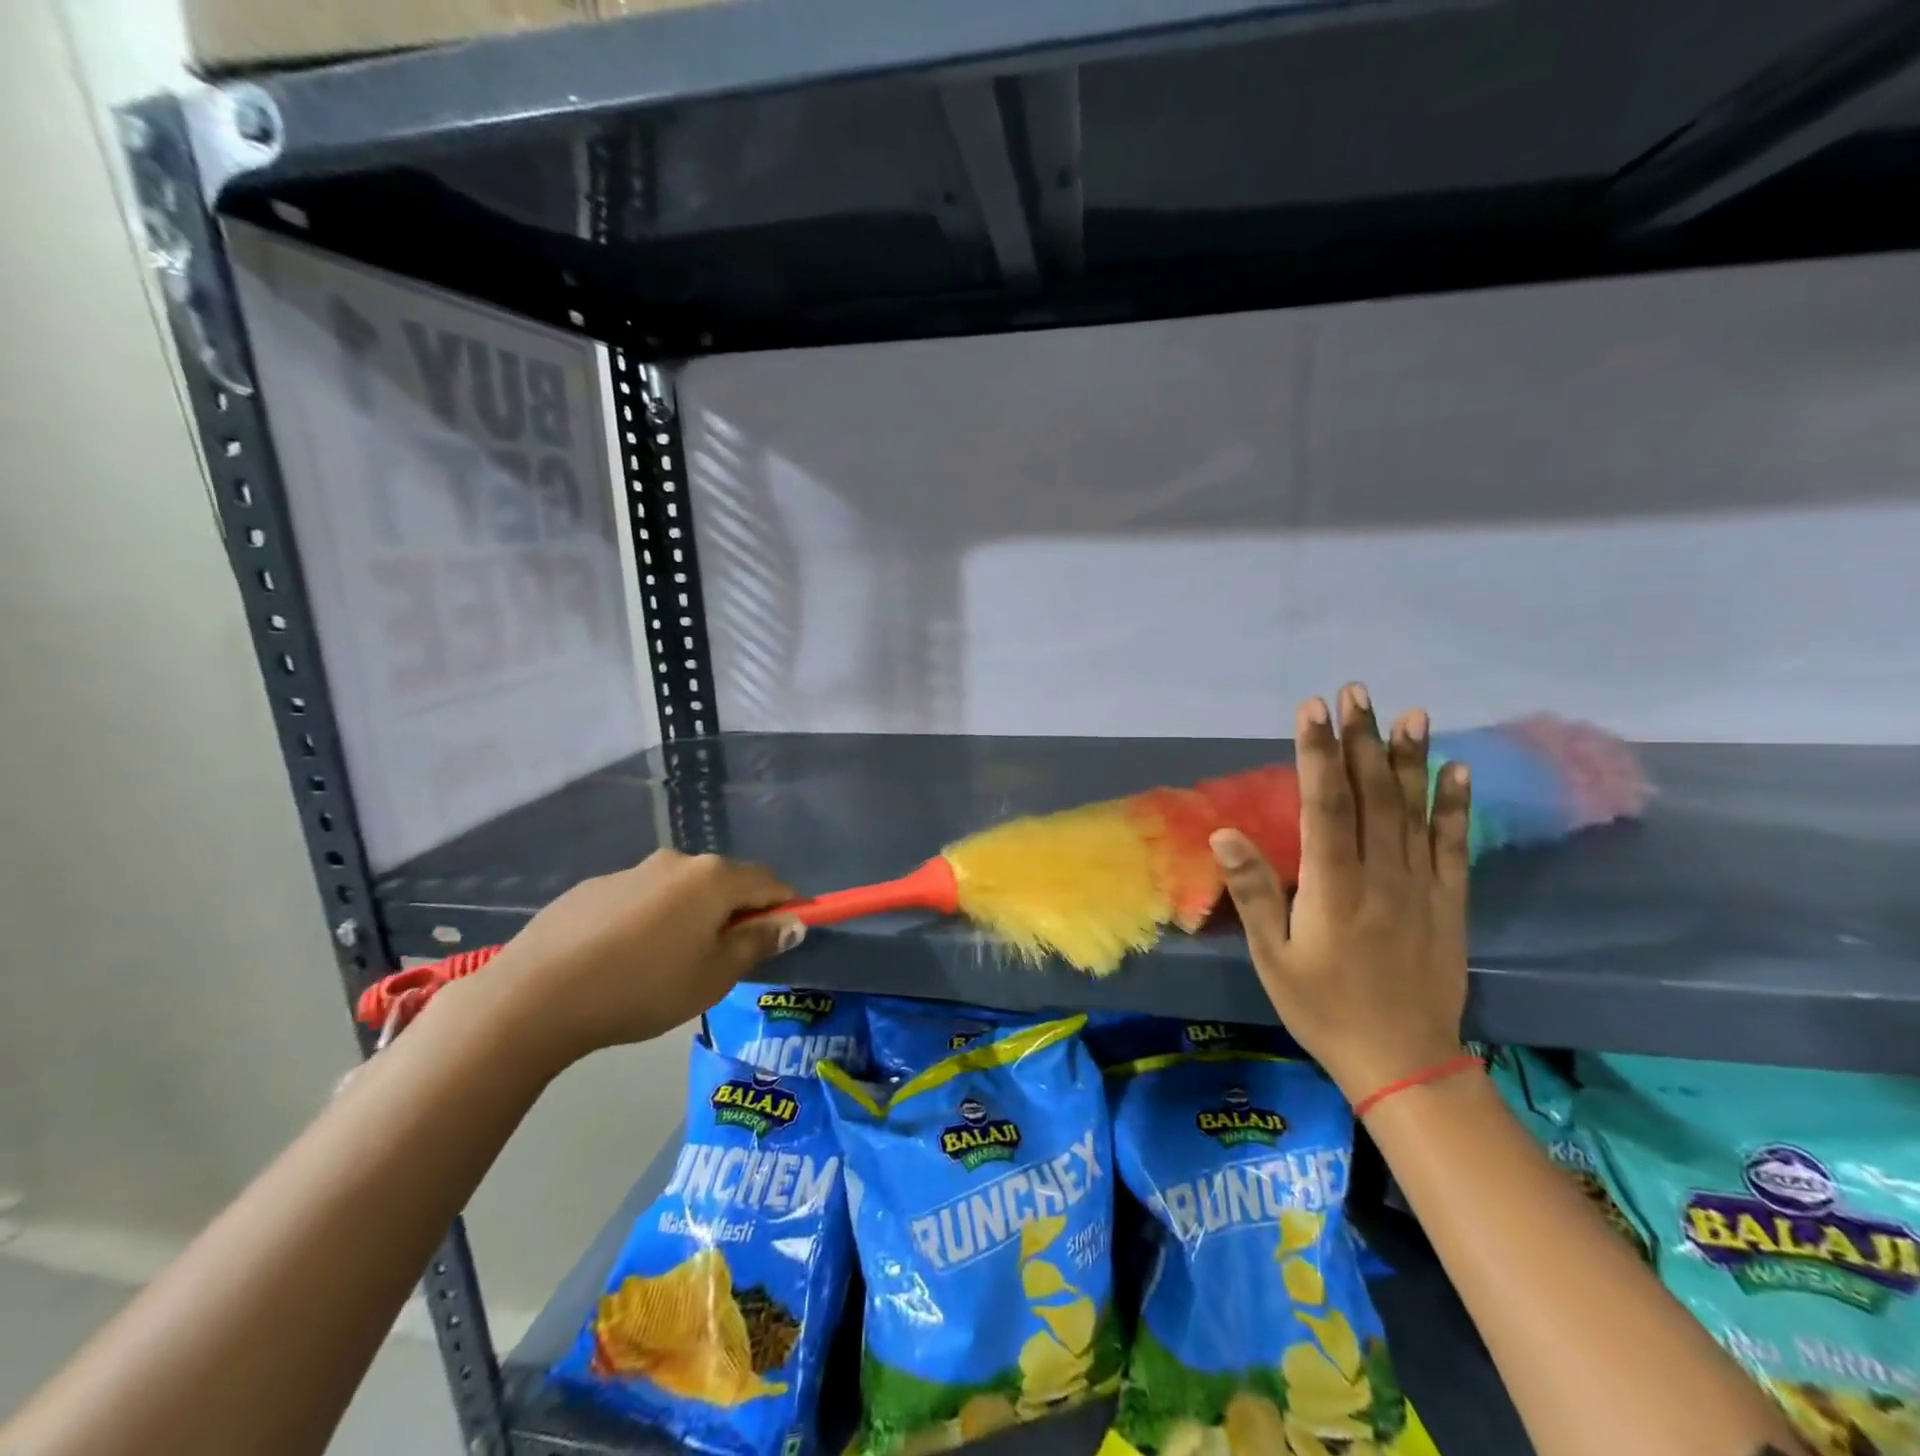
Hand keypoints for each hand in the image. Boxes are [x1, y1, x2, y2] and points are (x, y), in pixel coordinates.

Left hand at [454, 850, 802, 1070]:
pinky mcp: (594, 887)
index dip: (787, 906)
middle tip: (729, 958)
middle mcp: (677, 861)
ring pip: (682, 891)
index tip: (789, 934)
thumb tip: (792, 923)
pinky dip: (653, 920)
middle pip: (726, 881)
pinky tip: (628, 959)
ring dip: (694, 916)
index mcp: (713, 878)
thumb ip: (758, 943)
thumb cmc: (642, 988)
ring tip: (672, 964)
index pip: (770, 881)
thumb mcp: (714, 976)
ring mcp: (632, 871)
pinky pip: (643, 899)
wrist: (535, 995)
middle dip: (738, 912)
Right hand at [1211, 683, 1471, 1104]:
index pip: (1325, 805)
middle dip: (1361, 739)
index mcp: (1334, 887)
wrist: (1402, 1061)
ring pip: (1413, 810)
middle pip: (1371, 795)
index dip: (1318, 754)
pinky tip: (1455, 770)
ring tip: (1410, 713)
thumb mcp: (1273, 957)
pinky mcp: (1449, 903)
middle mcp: (1381, 875)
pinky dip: (1455, 806)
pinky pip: (1453, 846)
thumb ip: (1253, 892)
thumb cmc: (1322, 1007)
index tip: (1313, 710)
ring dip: (1409, 759)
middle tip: (1356, 692)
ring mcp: (1421, 887)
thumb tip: (1224, 833)